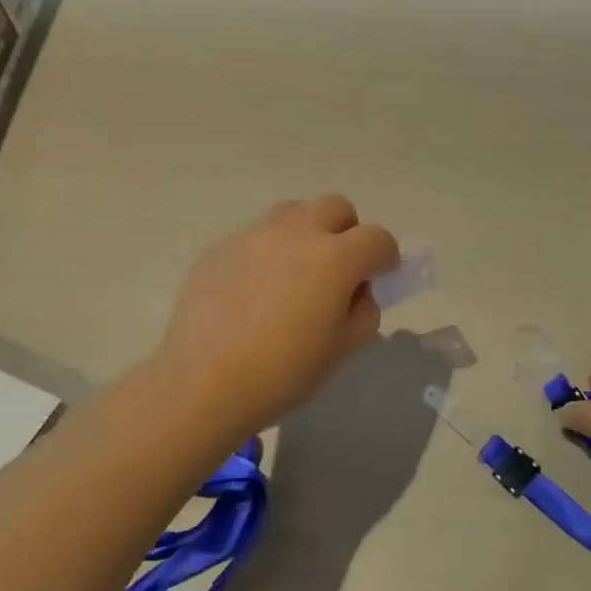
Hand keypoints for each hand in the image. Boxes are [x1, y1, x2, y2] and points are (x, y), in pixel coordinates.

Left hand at [152, 195, 399, 439]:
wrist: (204, 382)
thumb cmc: (284, 371)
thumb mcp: (342, 350)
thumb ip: (363, 312)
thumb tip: (356, 291)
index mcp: (335, 258)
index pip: (378, 238)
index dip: (385, 256)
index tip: (379, 276)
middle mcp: (297, 233)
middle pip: (336, 207)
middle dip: (347, 231)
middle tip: (337, 268)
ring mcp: (254, 236)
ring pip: (293, 212)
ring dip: (306, 232)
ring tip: (294, 271)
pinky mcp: (221, 247)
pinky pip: (256, 236)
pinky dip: (267, 252)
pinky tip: (253, 290)